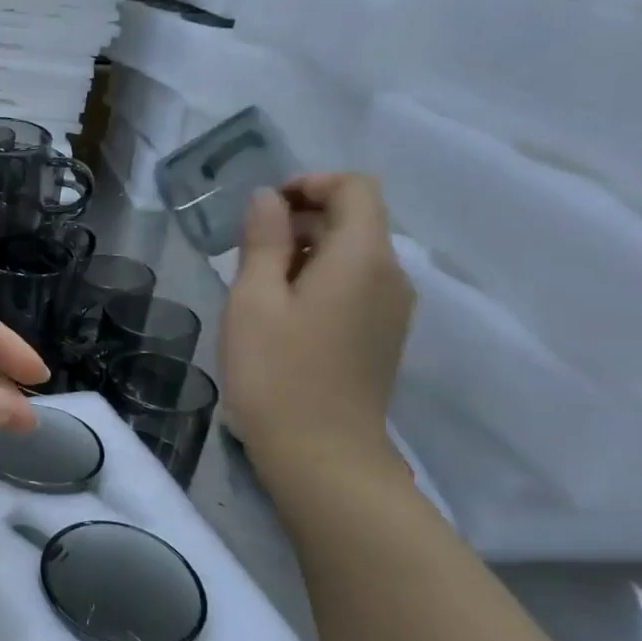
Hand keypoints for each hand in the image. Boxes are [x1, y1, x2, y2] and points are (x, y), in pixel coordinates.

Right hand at [221, 173, 412, 474]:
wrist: (323, 456)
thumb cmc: (277, 372)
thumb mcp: (254, 299)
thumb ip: (264, 240)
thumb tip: (269, 198)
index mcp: (363, 257)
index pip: (355, 188)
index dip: (310, 184)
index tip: (265, 210)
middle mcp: (391, 276)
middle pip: (356, 220)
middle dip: (303, 219)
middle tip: (248, 251)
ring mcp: (393, 310)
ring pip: (354, 255)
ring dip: (308, 252)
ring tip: (259, 285)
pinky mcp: (383, 337)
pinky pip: (356, 287)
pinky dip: (321, 281)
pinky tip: (284, 316)